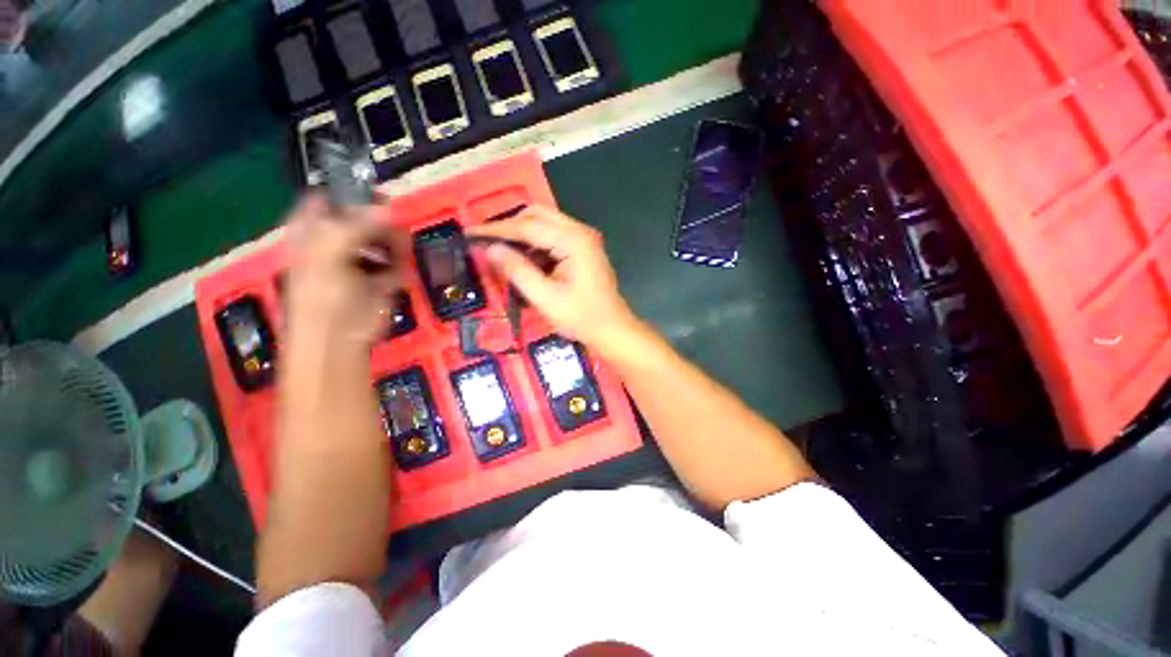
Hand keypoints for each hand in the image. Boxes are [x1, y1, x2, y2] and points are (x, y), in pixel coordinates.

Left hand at [284, 193, 406, 349]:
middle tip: (393, 219)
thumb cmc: (323, 296)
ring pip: (382, 239)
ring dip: (393, 241)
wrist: (340, 337)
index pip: (325, 200)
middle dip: (378, 217)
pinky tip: (398, 270)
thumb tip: (387, 207)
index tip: (371, 188)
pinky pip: (396, 262)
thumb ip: (355, 227)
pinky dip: (400, 263)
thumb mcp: (330, 255)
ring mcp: (360, 261)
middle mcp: (336, 243)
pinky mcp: (381, 279)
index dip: (345, 191)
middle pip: (361, 218)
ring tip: (398, 248)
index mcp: (312, 232)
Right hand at [467, 206, 638, 350]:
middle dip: (510, 227)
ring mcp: (583, 240)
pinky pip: (553, 237)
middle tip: (486, 242)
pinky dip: (535, 245)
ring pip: (545, 224)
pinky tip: (523, 260)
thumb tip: (489, 249)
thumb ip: (517, 270)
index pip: (527, 226)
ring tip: (500, 252)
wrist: (612, 330)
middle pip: (537, 215)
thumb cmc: (582, 318)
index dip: (496, 229)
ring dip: (522, 235)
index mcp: (573, 240)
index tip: (470, 232)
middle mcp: (579, 232)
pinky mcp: (583, 250)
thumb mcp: (545, 297)